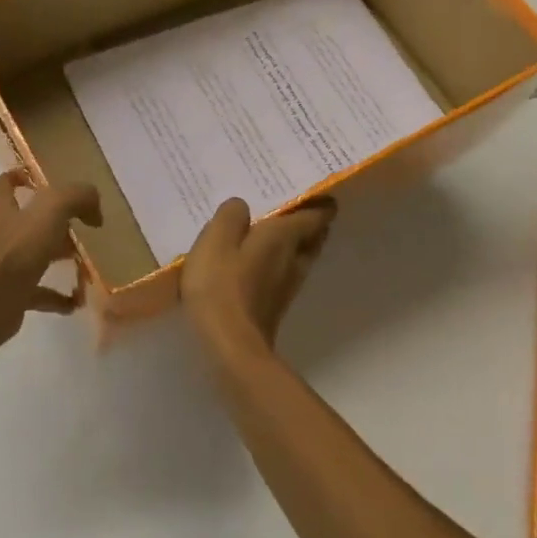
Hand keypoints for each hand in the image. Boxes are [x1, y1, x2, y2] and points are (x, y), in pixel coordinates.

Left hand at [0, 169, 101, 348]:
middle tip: (82, 224)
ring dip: (58, 256)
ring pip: (33, 254)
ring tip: (86, 260)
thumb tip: (94, 205)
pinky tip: (77, 300)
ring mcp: (1, 265)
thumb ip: (76, 197)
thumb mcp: (51, 210)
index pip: (5, 183)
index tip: (47, 181)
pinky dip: (57, 296)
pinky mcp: (8, 293)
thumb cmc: (15, 251)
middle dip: (54, 220)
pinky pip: (37, 291)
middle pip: (25, 220)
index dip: (23, 177)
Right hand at [182, 196, 336, 362]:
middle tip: (289, 205)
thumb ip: (231, 216)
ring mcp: (287, 286)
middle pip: (314, 236)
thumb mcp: (216, 239)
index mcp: (285, 236)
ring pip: (300, 256)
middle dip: (309, 221)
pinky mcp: (274, 305)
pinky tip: (253, 262)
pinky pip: (283, 274)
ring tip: (269, 230)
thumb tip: (242, 207)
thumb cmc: (221, 286)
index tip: (313, 190)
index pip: (317, 213)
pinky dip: (276, 263)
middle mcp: (294, 259)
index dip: (320, 201)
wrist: (230, 347)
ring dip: (293, 243)